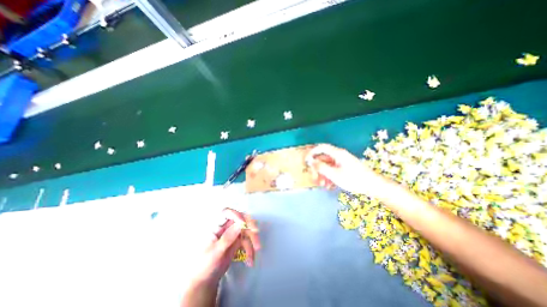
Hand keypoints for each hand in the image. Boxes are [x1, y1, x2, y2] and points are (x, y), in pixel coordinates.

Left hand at [190, 209, 259, 284]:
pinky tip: (249, 261)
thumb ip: (227, 238)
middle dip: (250, 226)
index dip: (236, 214)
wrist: (205, 282)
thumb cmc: (205, 266)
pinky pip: (247, 241)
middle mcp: (225, 227)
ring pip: (247, 230)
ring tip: (252, 257)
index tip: (244, 223)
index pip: (226, 213)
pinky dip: (250, 250)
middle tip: (256, 232)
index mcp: (216, 226)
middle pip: (240, 219)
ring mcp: (232, 234)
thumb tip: (241, 224)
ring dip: (252, 240)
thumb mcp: (215, 253)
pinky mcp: (238, 241)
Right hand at [306, 144, 385, 196]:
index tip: (306, 160)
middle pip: (323, 159)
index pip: (321, 148)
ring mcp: (342, 162)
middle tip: (314, 177)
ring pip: (327, 166)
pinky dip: (329, 177)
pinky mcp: (344, 168)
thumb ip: (321, 167)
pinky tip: (329, 186)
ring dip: (322, 174)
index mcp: (337, 154)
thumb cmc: (353, 179)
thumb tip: (310, 161)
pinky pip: (333, 170)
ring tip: (322, 184)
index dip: (312, 152)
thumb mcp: (334, 174)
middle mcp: (339, 156)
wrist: (373, 186)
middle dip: (317, 168)